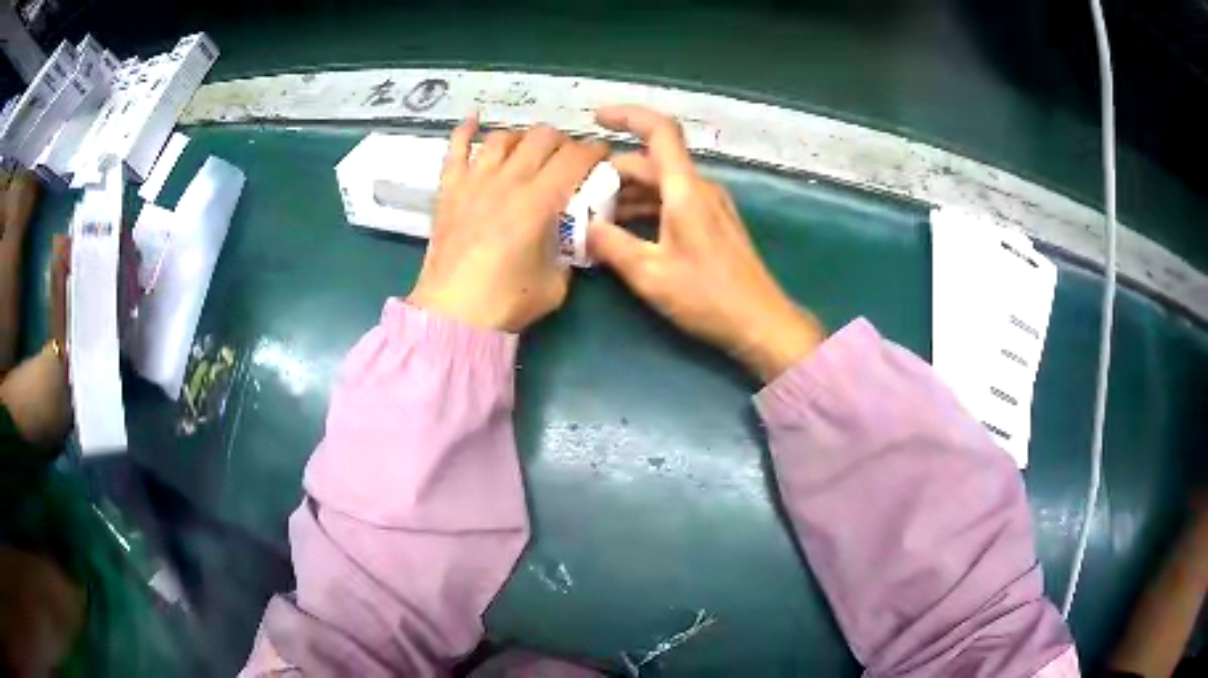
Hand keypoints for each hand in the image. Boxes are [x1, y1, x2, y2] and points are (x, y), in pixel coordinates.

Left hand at [408, 117, 608, 331]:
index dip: (594, 151)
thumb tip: (567, 238)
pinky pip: (455, 149)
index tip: (602, 156)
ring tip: (529, 150)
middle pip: (542, 137)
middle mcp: (508, 180)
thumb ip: (566, 253)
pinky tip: (474, 120)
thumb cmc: (506, 302)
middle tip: (567, 158)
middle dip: (563, 142)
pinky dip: (465, 130)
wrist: (452, 315)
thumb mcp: (556, 283)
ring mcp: (474, 181)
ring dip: (523, 138)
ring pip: (503, 137)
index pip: (574, 157)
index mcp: (539, 201)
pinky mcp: (449, 190)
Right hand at [588, 105, 823, 381]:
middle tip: (578, 197)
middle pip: (651, 162)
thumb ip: (611, 245)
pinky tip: (624, 233)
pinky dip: (645, 209)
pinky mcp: (712, 223)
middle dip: (612, 174)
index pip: (659, 131)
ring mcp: (708, 205)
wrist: (759, 321)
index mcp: (685, 189)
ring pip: (660, 184)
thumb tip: (582, 227)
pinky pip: (671, 202)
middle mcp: (699, 188)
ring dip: (627, 195)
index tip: (596, 119)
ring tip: (593, 219)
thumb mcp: (649, 274)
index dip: (627, 116)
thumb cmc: (707, 296)